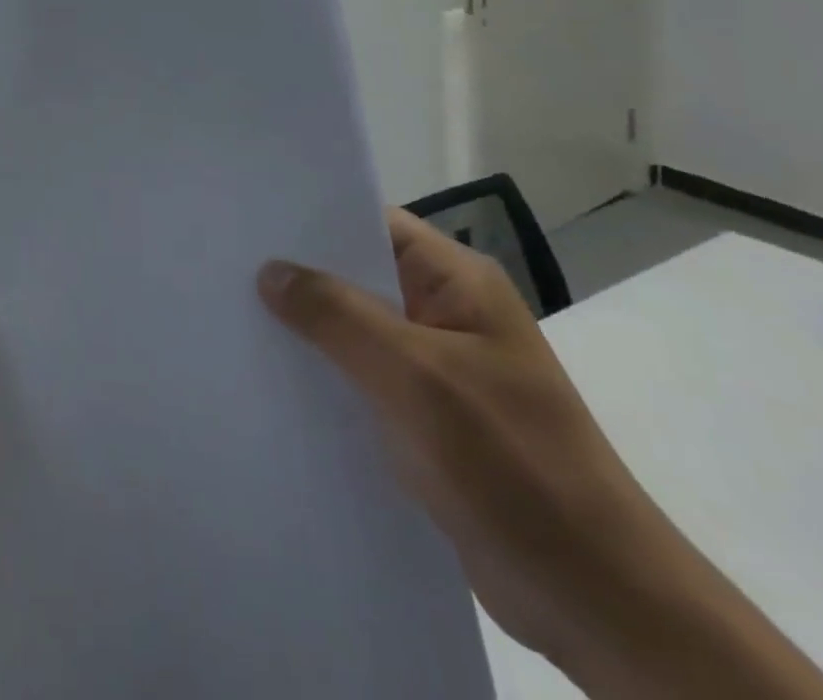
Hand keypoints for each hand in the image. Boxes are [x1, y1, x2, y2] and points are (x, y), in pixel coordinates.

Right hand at [259, 208, 822, 699]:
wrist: (600, 603)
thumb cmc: (512, 466)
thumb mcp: (416, 377)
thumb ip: (338, 316)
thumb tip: (270, 270)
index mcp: (457, 284)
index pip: (371, 224)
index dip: (310, 218)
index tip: (247, 218)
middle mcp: (445, 314)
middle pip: (356, 276)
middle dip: (297, 275)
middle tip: (222, 266)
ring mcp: (437, 368)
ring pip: (354, 330)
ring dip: (305, 329)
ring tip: (231, 316)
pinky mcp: (427, 418)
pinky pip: (362, 378)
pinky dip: (323, 376)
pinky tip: (271, 379)